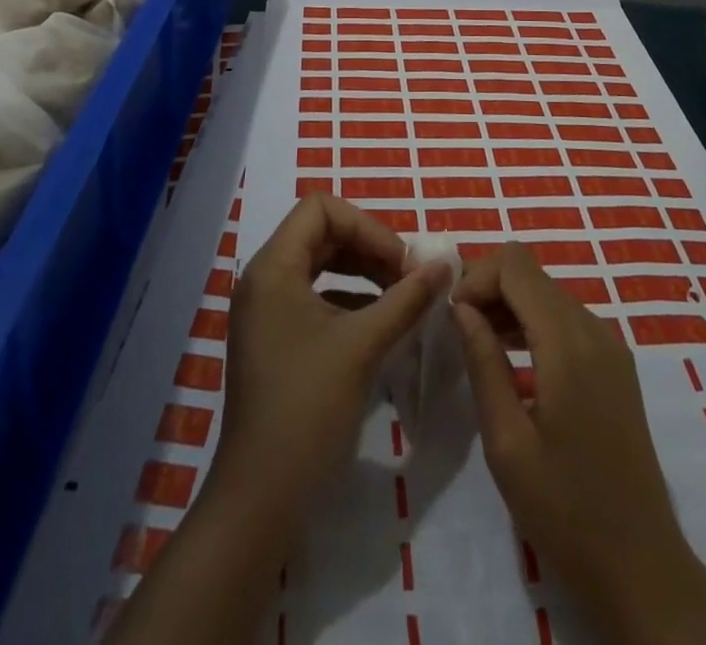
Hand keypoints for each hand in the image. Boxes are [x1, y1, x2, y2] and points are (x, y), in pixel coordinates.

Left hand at [106, 196, 449, 644]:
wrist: (261, 496)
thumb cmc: (308, 408)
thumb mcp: (363, 346)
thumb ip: (406, 299)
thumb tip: (445, 265)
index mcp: (274, 267)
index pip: (321, 209)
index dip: (367, 226)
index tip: (402, 262)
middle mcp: (264, 279)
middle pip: (321, 234)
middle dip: (369, 248)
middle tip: (410, 277)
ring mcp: (266, 310)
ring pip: (320, 265)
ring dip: (363, 272)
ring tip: (402, 297)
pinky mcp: (274, 338)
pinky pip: (315, 297)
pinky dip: (350, 299)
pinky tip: (381, 323)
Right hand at [453, 243, 705, 644]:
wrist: (642, 567)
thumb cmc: (566, 510)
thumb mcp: (507, 442)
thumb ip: (483, 362)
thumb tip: (460, 307)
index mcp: (567, 342)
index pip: (515, 264)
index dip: (476, 276)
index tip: (452, 317)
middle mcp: (593, 328)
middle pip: (531, 272)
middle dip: (489, 288)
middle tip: (458, 331)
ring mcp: (610, 345)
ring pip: (547, 292)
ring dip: (509, 304)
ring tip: (479, 345)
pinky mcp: (615, 364)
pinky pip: (566, 318)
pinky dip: (533, 322)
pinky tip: (513, 361)